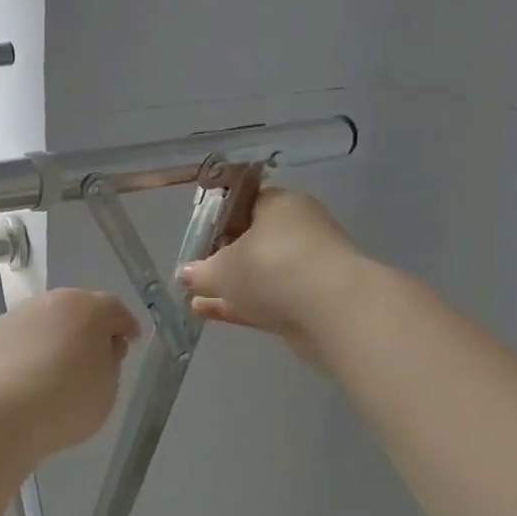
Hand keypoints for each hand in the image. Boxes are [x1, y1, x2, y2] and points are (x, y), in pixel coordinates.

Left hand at [0, 289, 140, 460]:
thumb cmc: (66, 401)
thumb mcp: (107, 389)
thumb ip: (108, 363)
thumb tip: (100, 349)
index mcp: (85, 308)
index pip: (113, 310)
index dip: (124, 326)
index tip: (129, 342)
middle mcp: (44, 303)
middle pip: (71, 312)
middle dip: (82, 330)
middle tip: (89, 359)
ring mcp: (8, 318)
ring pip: (35, 327)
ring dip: (45, 343)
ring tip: (47, 377)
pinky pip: (6, 347)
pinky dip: (14, 360)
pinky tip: (14, 387)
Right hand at [178, 187, 366, 368]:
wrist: (332, 311)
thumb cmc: (271, 268)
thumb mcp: (222, 268)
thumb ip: (200, 271)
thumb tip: (184, 273)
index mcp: (280, 205)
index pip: (245, 202)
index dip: (218, 219)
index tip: (197, 237)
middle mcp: (298, 230)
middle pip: (252, 240)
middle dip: (223, 257)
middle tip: (194, 270)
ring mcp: (307, 268)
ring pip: (260, 274)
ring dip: (230, 286)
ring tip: (194, 297)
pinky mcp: (310, 301)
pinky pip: (268, 298)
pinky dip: (241, 304)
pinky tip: (208, 313)